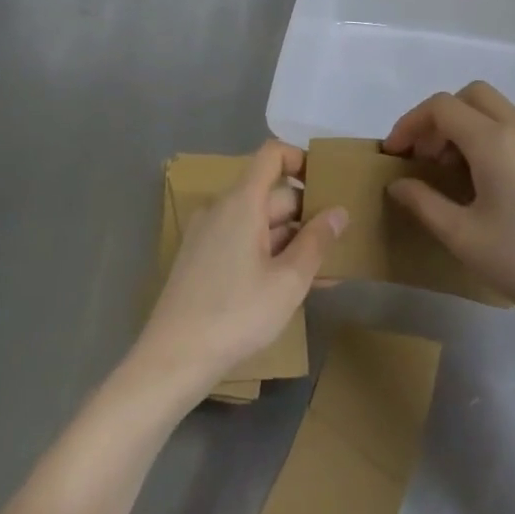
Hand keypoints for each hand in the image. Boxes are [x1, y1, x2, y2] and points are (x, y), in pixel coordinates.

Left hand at [133, 140, 346, 403]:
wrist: (173, 359)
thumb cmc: (236, 314)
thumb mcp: (289, 281)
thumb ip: (317, 241)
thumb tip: (338, 211)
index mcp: (242, 202)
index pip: (272, 154)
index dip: (302, 160)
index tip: (328, 186)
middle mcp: (222, 208)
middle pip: (272, 194)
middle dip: (308, 216)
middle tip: (341, 245)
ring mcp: (209, 234)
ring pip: (261, 224)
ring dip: (293, 242)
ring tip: (327, 274)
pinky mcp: (202, 259)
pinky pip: (244, 243)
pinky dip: (270, 255)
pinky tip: (294, 286)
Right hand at [384, 82, 514, 343]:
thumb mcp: (464, 237)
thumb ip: (424, 203)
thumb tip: (398, 184)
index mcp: (496, 142)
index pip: (442, 107)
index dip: (410, 124)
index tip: (394, 155)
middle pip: (471, 96)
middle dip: (439, 119)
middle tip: (424, 159)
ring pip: (495, 110)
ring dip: (465, 128)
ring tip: (450, 174)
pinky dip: (489, 139)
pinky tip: (485, 183)